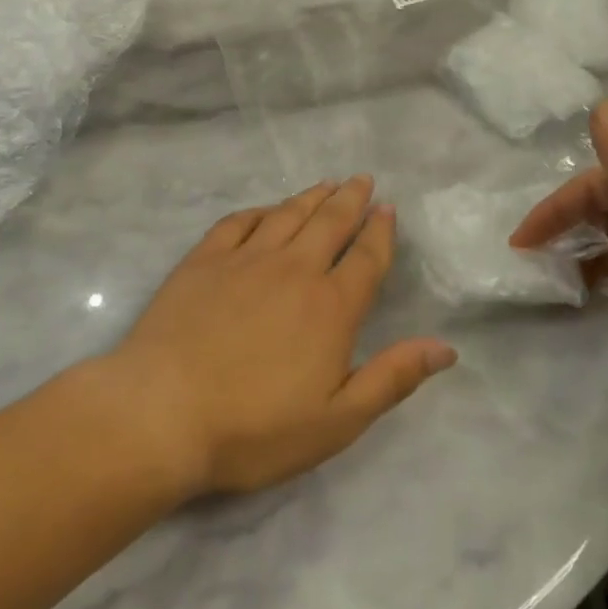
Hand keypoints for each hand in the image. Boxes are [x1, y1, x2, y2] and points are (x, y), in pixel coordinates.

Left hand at [102, 177, 455, 497]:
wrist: (161, 413)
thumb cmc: (254, 428)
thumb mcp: (337, 421)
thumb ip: (392, 378)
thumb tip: (445, 348)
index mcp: (331, 307)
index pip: (366, 258)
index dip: (380, 232)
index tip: (387, 210)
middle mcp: (293, 270)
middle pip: (330, 223)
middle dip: (351, 200)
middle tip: (363, 180)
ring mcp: (244, 260)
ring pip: (287, 215)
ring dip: (311, 197)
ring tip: (327, 184)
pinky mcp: (203, 261)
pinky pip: (238, 222)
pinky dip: (259, 211)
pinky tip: (266, 210)